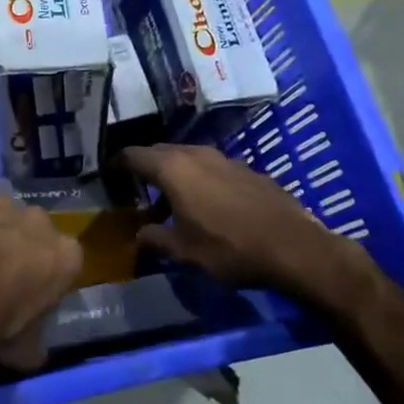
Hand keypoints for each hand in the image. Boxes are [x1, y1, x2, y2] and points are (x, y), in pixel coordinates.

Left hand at [0, 186, 81, 370]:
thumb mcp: (24, 350)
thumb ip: (35, 341)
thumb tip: (33, 350)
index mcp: (65, 256)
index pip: (63, 260)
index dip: (43, 272)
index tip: (26, 287)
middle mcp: (38, 220)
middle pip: (31, 228)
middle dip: (17, 242)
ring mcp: (0, 202)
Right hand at [121, 145, 377, 312]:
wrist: (294, 248)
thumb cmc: (229, 248)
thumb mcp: (184, 251)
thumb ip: (155, 238)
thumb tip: (140, 234)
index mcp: (173, 169)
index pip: (133, 155)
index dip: (117, 164)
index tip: (108, 175)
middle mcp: (196, 154)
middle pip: (160, 152)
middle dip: (145, 169)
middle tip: (137, 191)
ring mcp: (225, 159)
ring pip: (188, 158)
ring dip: (174, 175)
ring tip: (171, 203)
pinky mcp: (247, 170)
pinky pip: (212, 168)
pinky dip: (200, 180)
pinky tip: (207, 206)